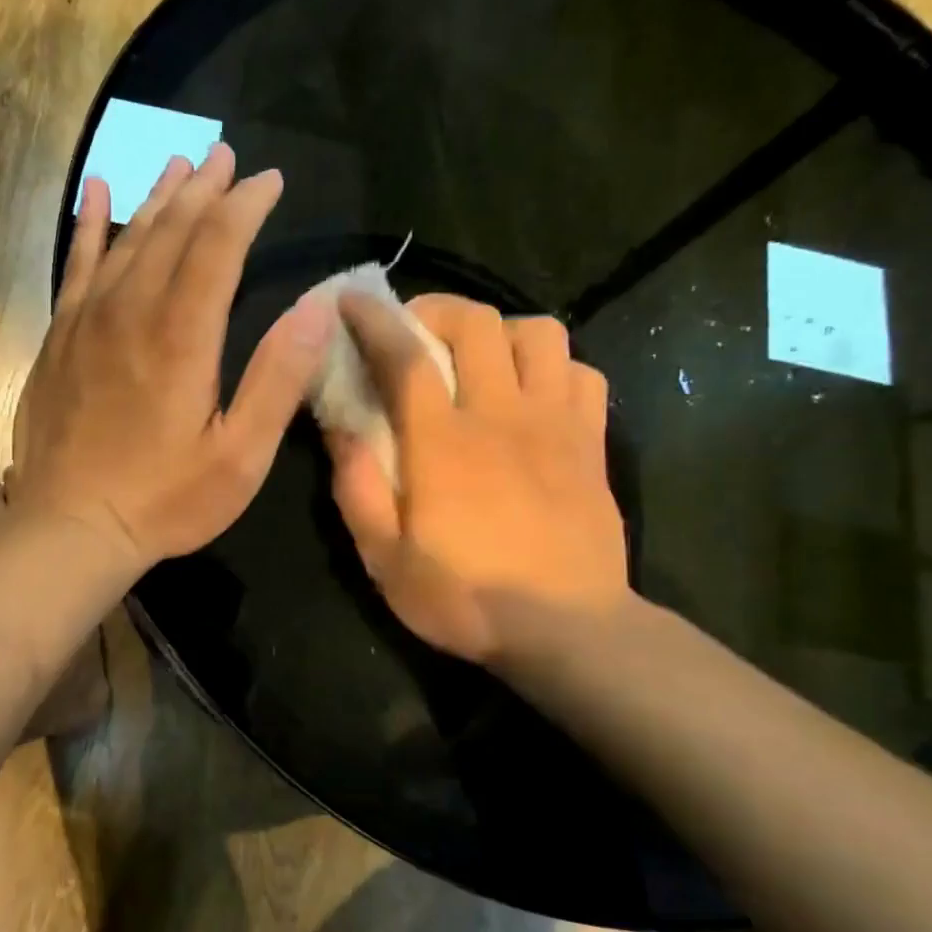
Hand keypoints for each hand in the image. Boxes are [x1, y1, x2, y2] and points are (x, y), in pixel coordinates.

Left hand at [9, 145, 335, 569]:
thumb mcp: (239, 456)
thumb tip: (318, 307)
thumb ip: (278, 379)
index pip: (218, 246)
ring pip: (126, 240)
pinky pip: (75, 266)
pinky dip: (89, 226)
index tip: (269, 180)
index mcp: (182, 336)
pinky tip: (96, 194)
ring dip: (157, 199)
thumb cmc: (164, 500)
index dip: (245, 206)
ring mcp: (87, 322)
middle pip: (171, 231)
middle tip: (227, 157)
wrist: (71, 527)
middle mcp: (131, 312)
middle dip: (204, 190)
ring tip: (180, 165)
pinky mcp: (59, 339)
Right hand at [327, 293, 629, 664]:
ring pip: (540, 333)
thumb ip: (357, 489)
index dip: (374, 319)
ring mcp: (557, 424)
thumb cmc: (465, 599)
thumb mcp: (384, 559)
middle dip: (436, 310)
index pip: (405, 356)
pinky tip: (532, 394)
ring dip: (500, 332)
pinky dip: (553, 367)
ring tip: (477, 360)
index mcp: (443, 443)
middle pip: (477, 322)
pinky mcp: (593, 443)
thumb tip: (338, 429)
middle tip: (413, 333)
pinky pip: (582, 373)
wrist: (567, 631)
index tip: (351, 299)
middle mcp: (502, 416)